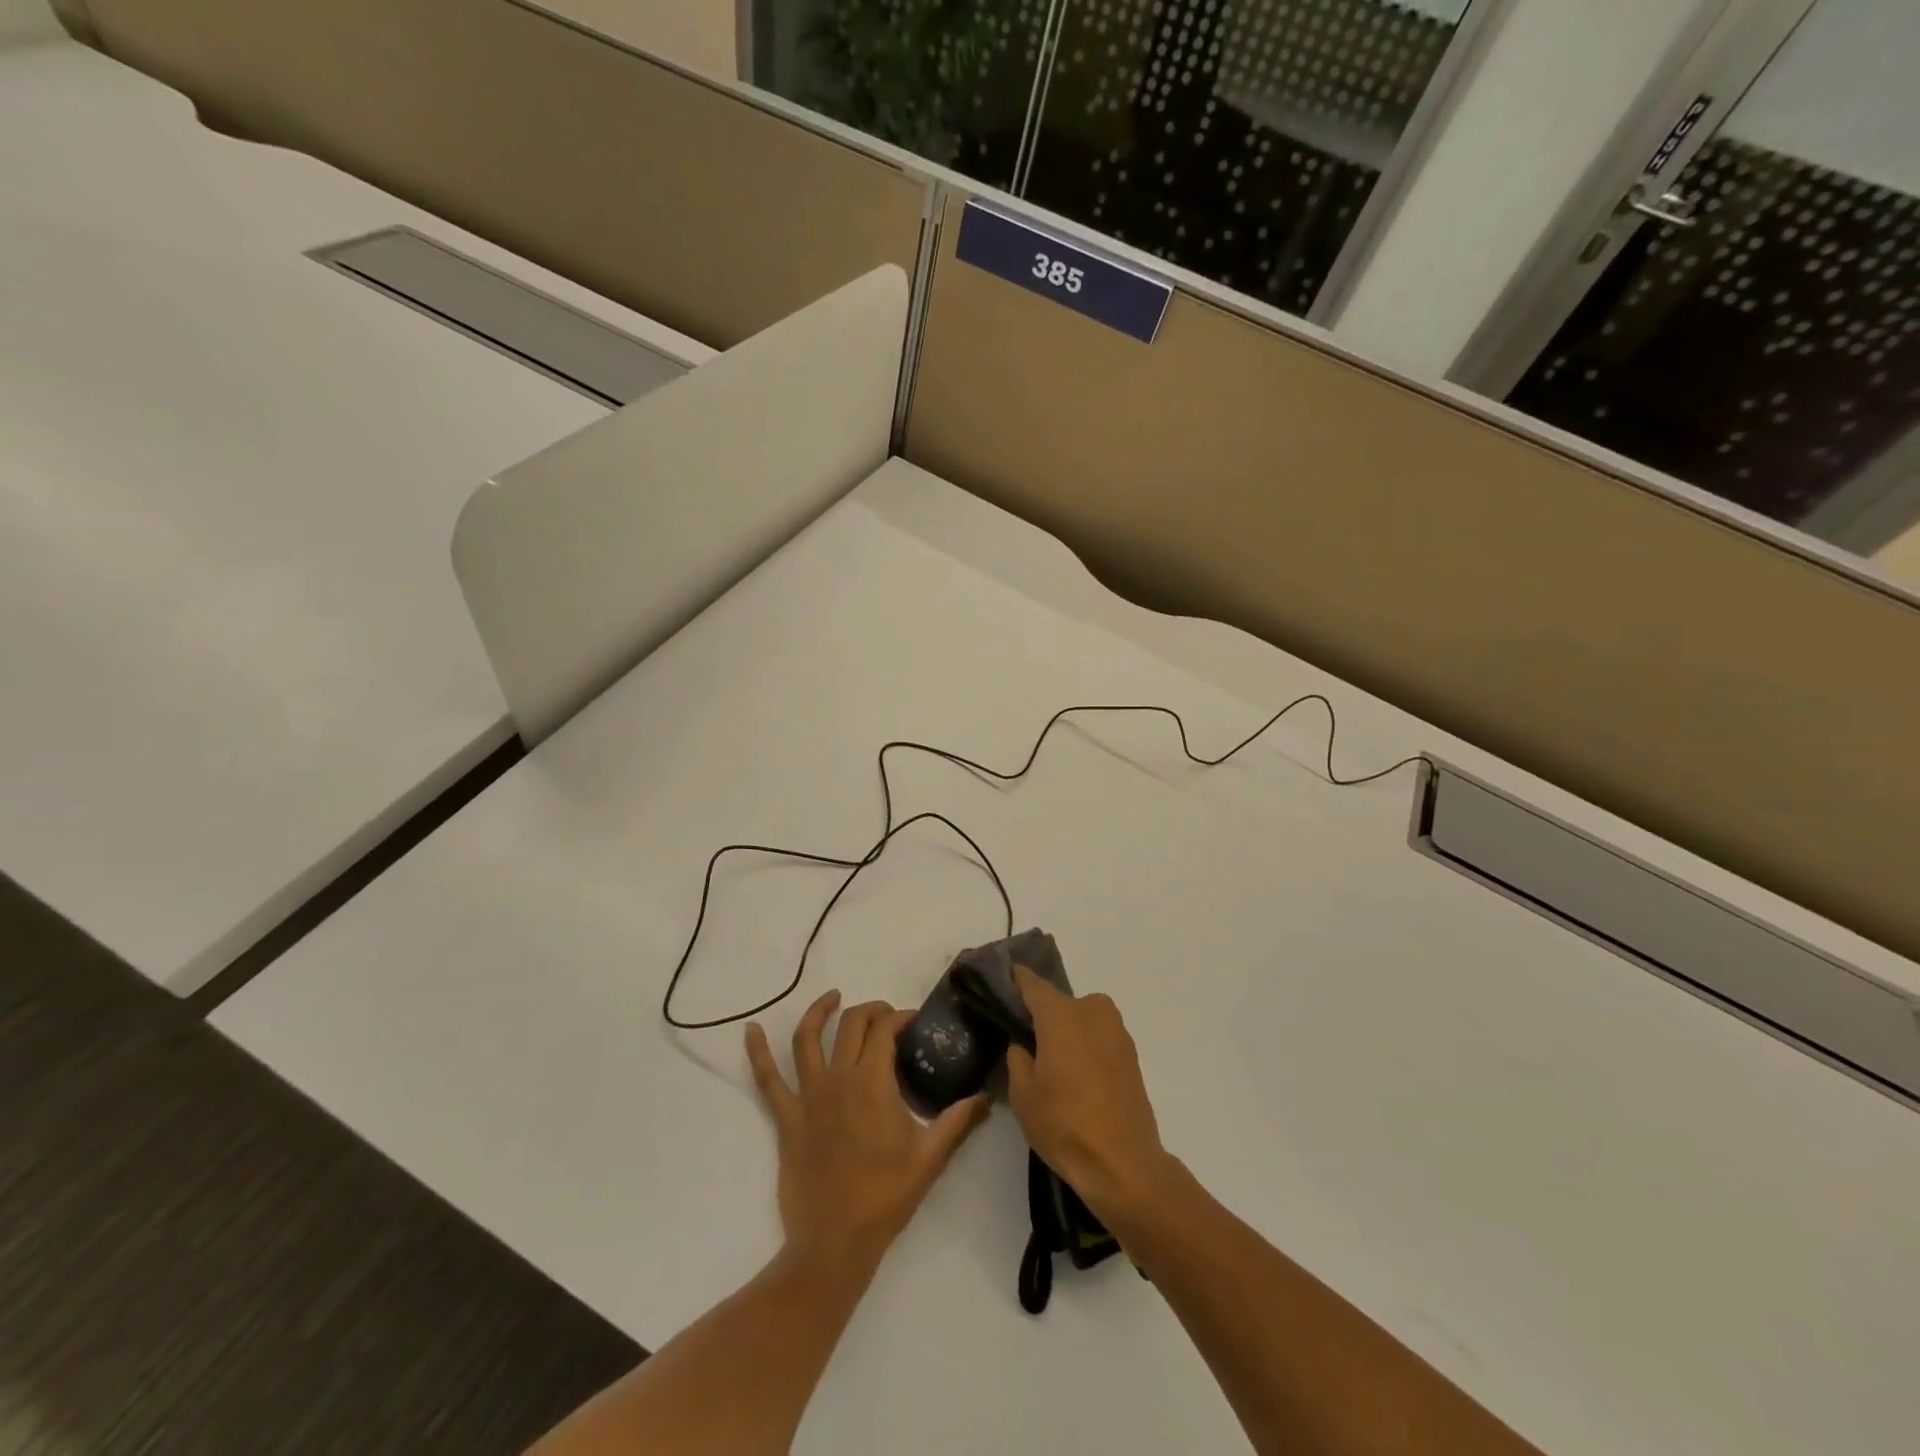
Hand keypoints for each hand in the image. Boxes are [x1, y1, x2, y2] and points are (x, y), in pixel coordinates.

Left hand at [746, 990, 989, 1271]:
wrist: (834, 1242)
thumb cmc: (885, 1197)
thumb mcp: (930, 1157)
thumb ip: (958, 1120)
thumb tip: (987, 1096)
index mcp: (873, 1082)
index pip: (885, 1030)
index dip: (901, 1017)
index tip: (915, 1022)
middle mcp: (838, 1078)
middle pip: (851, 1025)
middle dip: (871, 1010)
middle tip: (886, 1016)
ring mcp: (808, 1096)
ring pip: (807, 1039)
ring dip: (819, 1012)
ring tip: (832, 997)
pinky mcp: (787, 1117)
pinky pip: (767, 1079)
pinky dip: (757, 1052)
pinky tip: (750, 1030)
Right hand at [1006, 967, 1173, 1228]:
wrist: (1124, 1164)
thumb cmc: (1064, 1124)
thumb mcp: (1023, 1094)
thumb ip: (1018, 1058)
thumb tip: (1024, 1045)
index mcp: (1061, 1015)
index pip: (1032, 984)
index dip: (1016, 980)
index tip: (1003, 979)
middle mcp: (1091, 1011)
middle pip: (1060, 1002)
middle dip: (1043, 1014)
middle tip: (1025, 1037)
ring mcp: (1116, 1032)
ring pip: (1082, 1019)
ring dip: (1068, 1031)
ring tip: (1052, 1062)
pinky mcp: (1131, 1055)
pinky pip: (1099, 1038)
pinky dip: (1086, 1047)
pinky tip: (1076, 1076)